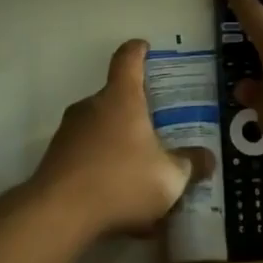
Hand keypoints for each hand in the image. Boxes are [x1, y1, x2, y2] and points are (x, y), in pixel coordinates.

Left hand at [29, 40, 201, 239]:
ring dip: (118, 144)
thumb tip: (208, 159)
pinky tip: (116, 200)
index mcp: (121, 98)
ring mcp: (68, 132)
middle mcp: (91, 106)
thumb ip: (190, 165)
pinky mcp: (54, 160)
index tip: (144, 48)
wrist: (57, 215)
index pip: (128, 59)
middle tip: (154, 129)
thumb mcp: (169, 178)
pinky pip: (86, 156)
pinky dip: (101, 169)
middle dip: (134, 112)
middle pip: (115, 98)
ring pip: (99, 129)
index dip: (138, 51)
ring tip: (138, 174)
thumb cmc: (121, 181)